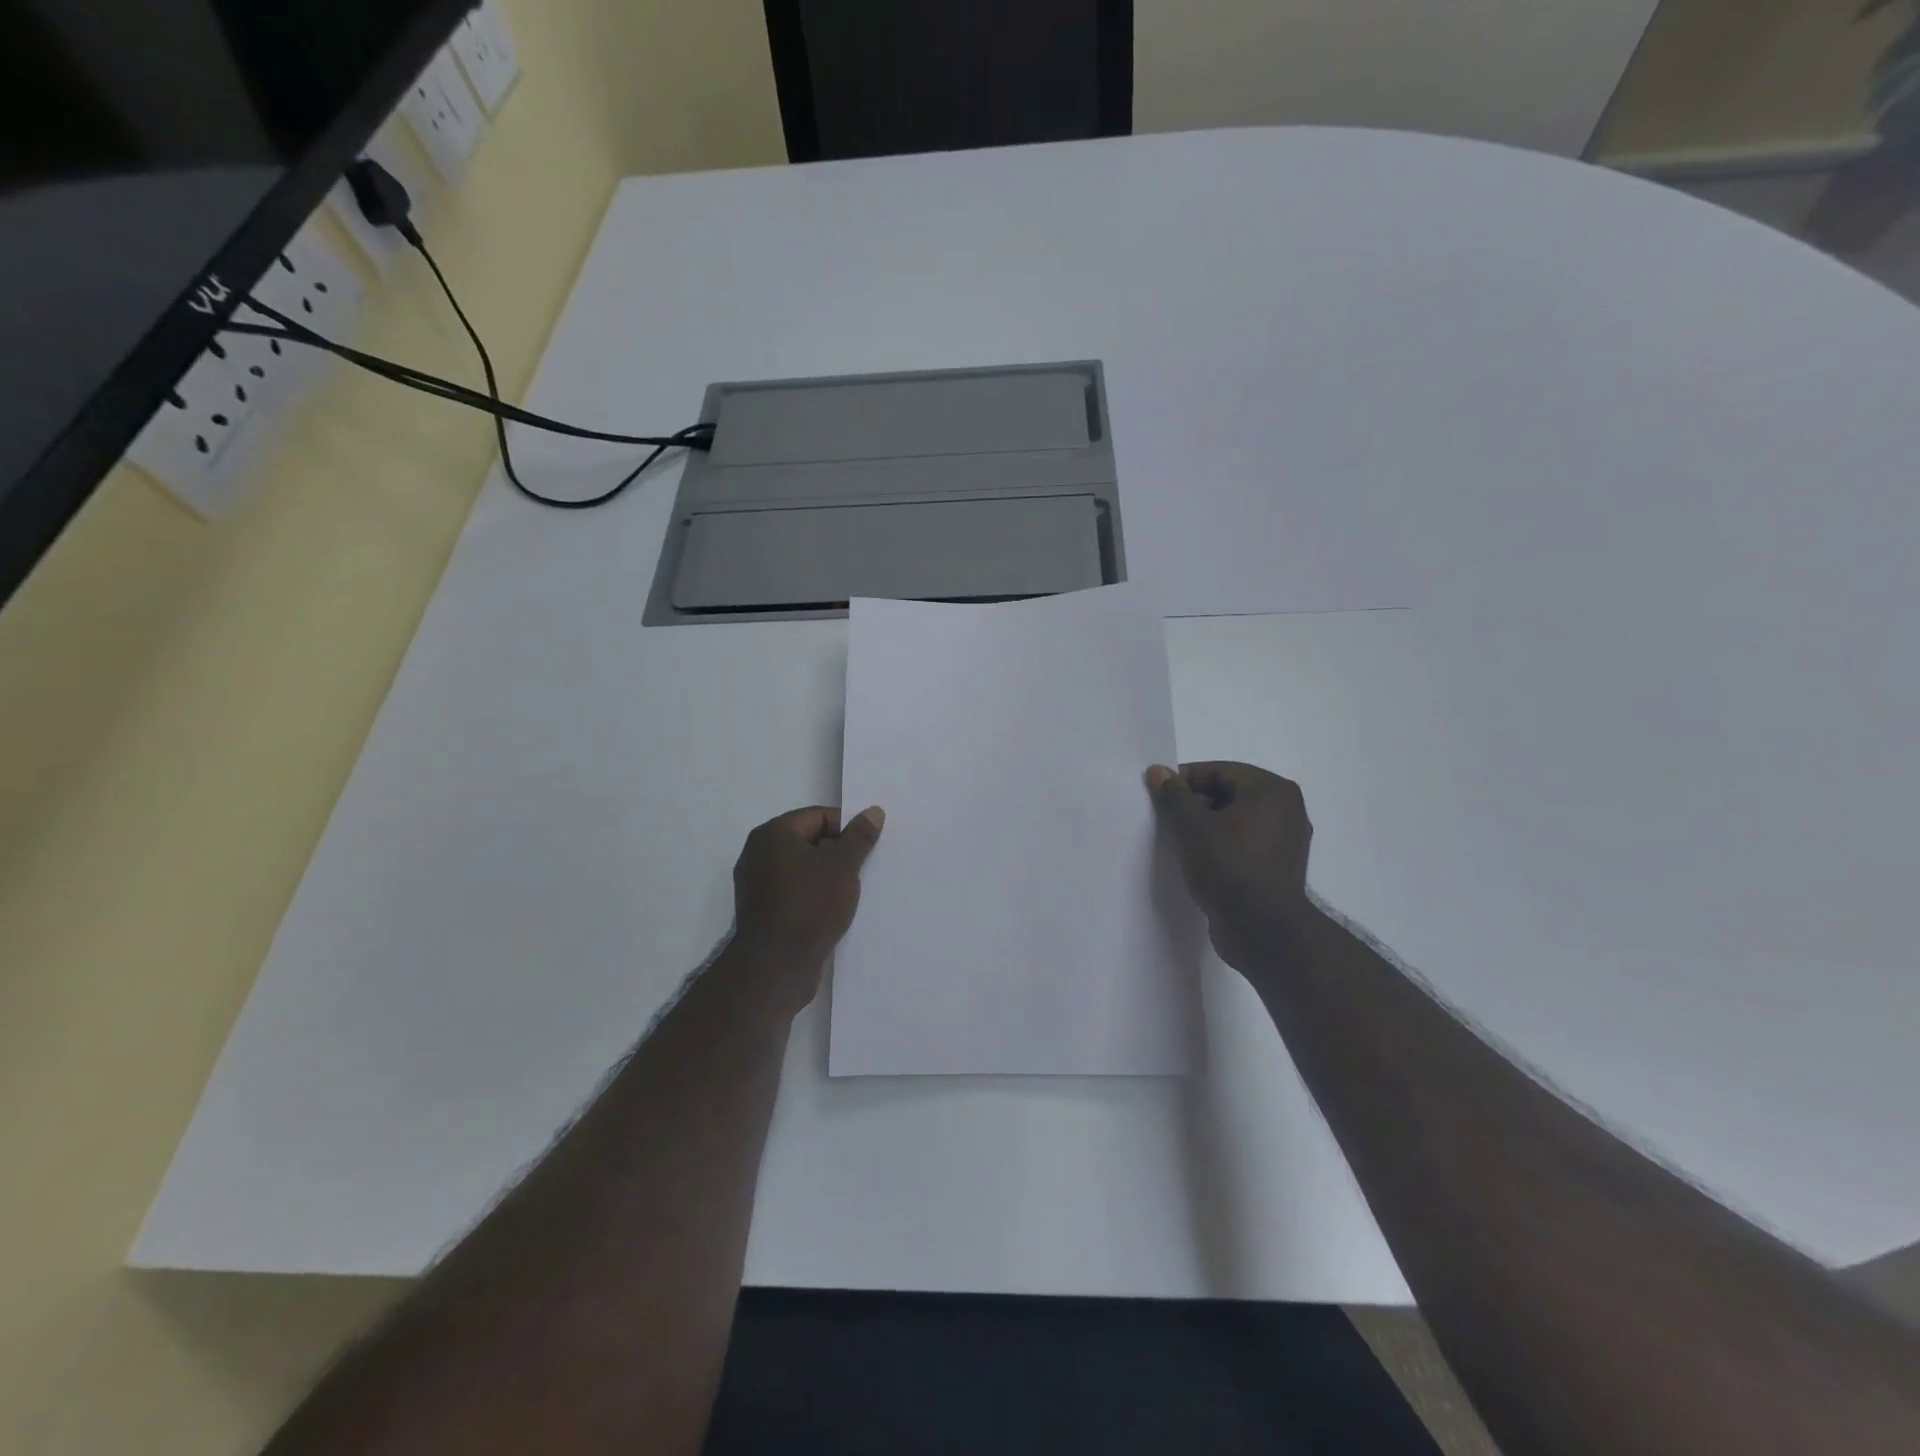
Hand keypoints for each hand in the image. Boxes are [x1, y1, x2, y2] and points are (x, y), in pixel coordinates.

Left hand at [731, 805, 884, 995]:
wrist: (777, 965)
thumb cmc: (810, 904)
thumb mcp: (843, 865)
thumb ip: (859, 836)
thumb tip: (873, 811)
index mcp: (773, 834)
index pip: (818, 816)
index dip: (846, 828)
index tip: (867, 847)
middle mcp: (758, 853)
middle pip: (808, 841)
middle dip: (837, 853)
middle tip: (863, 868)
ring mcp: (756, 884)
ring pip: (801, 869)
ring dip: (826, 876)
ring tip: (852, 891)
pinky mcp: (761, 911)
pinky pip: (793, 892)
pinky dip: (813, 895)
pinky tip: (833, 910)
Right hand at [1146, 761, 1312, 973]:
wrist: (1262, 930)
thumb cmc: (1228, 867)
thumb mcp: (1191, 826)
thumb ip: (1173, 795)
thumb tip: (1157, 771)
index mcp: (1272, 791)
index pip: (1219, 771)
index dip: (1184, 780)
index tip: (1157, 796)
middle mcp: (1287, 810)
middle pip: (1228, 794)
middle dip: (1194, 804)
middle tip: (1165, 819)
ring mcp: (1286, 841)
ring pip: (1235, 821)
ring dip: (1205, 827)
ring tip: (1177, 841)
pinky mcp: (1278, 868)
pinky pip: (1243, 844)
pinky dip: (1220, 846)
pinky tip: (1197, 860)